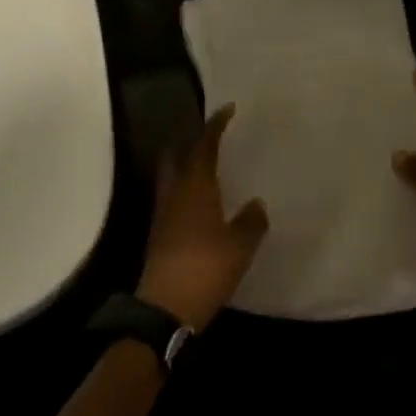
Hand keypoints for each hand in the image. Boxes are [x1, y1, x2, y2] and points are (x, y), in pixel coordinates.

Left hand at [138, 104, 269, 331]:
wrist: (165, 306)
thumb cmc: (206, 268)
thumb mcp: (239, 245)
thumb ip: (251, 221)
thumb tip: (256, 204)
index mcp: (194, 186)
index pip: (203, 145)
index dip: (215, 125)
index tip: (226, 109)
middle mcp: (174, 192)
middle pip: (176, 154)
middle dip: (190, 139)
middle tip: (209, 133)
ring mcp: (163, 213)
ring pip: (171, 175)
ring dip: (185, 163)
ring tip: (206, 163)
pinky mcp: (159, 233)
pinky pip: (172, 197)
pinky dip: (185, 188)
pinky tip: (200, 201)